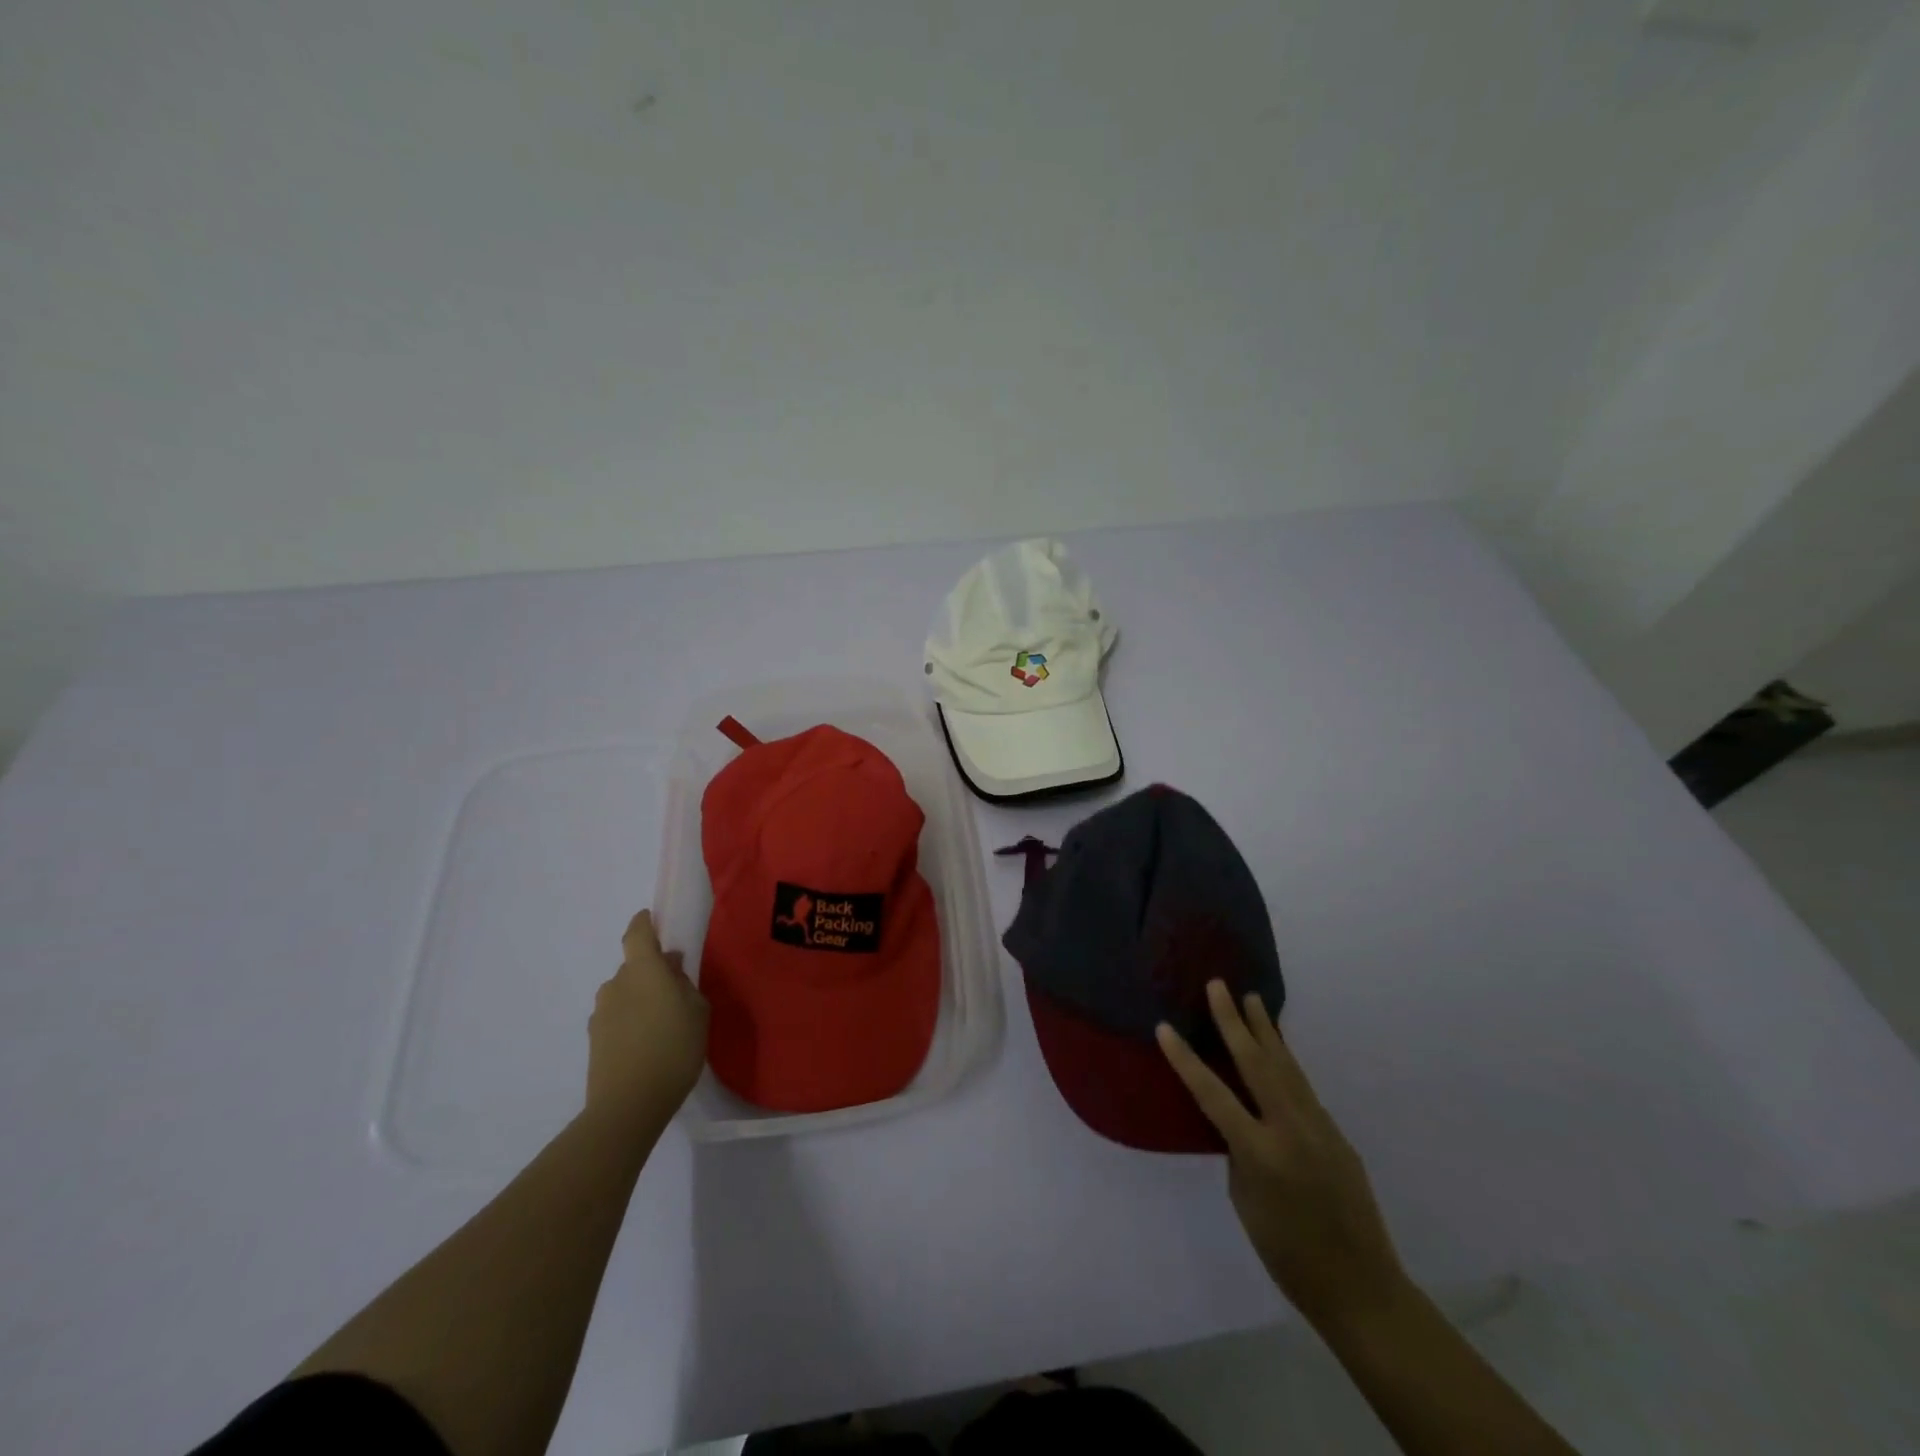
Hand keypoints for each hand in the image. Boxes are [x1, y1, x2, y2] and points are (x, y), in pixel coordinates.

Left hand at [586, 910, 709, 1130]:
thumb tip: (671, 969)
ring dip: (641, 998)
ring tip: (663, 1022)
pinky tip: (647, 1043)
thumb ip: (685, 984)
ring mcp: (601, 1013)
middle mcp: (616, 984)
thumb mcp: (698, 1011)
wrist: (627, 1106)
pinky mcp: (594, 1040)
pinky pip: (617, 1017)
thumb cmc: (673, 1049)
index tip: (653, 919)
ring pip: (624, 993)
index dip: (645, 923)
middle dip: (652, 970)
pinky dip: (631, 1020)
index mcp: (643, 970)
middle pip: (633, 966)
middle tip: (676, 988)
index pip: (638, 933)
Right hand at [1157, 981, 1407, 1330]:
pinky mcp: (1336, 1133)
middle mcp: (1291, 1129)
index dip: (1185, 1059)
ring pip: (1286, 1066)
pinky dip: (1286, 1060)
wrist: (1362, 1289)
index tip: (1163, 1026)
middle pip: (1256, 1063)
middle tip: (1218, 985)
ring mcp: (1319, 1127)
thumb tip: (1240, 1120)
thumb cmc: (1288, 1255)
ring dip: (1266, 1030)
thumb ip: (1239, 1151)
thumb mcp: (1246, 1201)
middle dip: (1233, 1021)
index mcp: (1260, 1152)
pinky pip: (1303, 1087)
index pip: (1213, 1094)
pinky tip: (1278, 1048)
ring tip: (1252, 998)